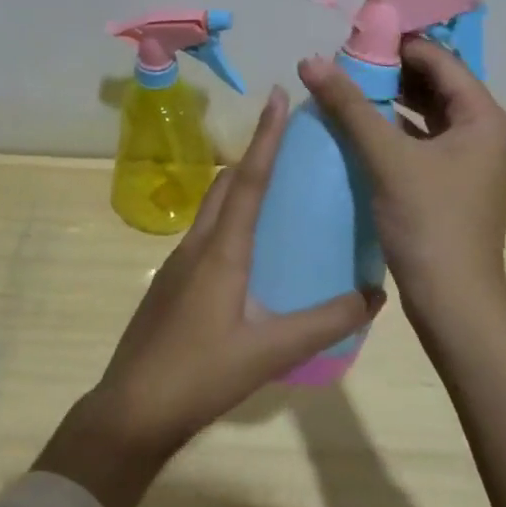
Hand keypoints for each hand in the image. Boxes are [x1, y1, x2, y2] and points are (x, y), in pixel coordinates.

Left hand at [37, 87, 378, 506]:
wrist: (130, 411)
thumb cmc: (200, 375)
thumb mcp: (270, 352)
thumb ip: (324, 323)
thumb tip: (375, 294)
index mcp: (221, 251)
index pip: (249, 179)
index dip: (266, 136)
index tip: (278, 95)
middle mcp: (197, 245)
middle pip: (227, 184)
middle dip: (255, 154)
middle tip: (289, 141)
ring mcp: (179, 264)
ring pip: (213, 207)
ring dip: (240, 185)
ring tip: (277, 186)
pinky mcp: (172, 284)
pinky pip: (206, 232)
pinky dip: (230, 218)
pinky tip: (249, 246)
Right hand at [298, 39, 505, 318]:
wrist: (453, 302)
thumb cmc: (428, 222)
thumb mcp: (386, 158)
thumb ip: (349, 105)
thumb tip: (310, 60)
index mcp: (484, 116)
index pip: (439, 60)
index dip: (396, 44)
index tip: (352, 37)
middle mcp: (484, 131)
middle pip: (435, 84)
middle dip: (390, 71)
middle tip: (343, 62)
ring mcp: (470, 159)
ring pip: (427, 113)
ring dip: (390, 100)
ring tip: (346, 88)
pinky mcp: (452, 182)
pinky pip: (423, 140)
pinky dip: (395, 130)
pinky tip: (360, 128)